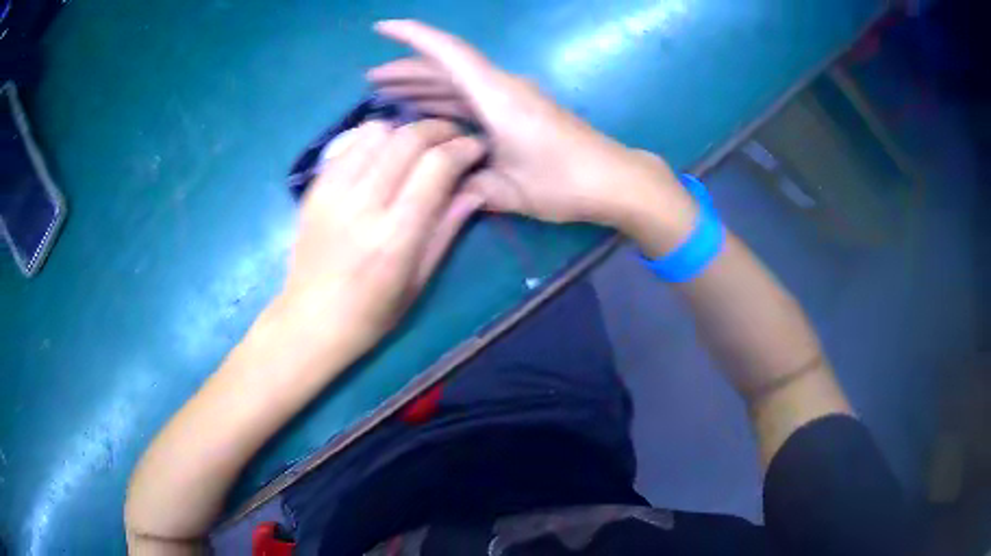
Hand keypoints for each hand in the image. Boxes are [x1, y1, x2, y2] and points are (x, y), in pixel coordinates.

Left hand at [284, 118, 484, 354]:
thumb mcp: (419, 281)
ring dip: (406, 131)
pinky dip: (374, 138)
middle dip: (440, 129)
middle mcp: (363, 204)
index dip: (463, 148)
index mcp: (395, 236)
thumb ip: (447, 228)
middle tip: (454, 138)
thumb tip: (477, 187)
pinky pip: (349, 142)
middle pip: (408, 138)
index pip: (436, 166)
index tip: (476, 149)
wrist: (310, 320)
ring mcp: (333, 191)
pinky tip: (383, 154)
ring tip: (418, 146)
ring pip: (377, 131)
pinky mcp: (315, 188)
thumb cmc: (371, 313)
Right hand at [369, 20, 699, 254]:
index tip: (383, 28)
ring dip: (425, 86)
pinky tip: (429, 113)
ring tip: (390, 94)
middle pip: (448, 68)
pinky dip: (447, 102)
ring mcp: (511, 99)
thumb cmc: (565, 181)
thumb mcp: (510, 189)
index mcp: (497, 96)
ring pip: (459, 84)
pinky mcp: (518, 112)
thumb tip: (444, 185)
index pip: (448, 54)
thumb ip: (470, 184)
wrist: (613, 180)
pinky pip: (473, 99)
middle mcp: (502, 89)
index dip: (413, 37)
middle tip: (372, 81)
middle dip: (408, 71)